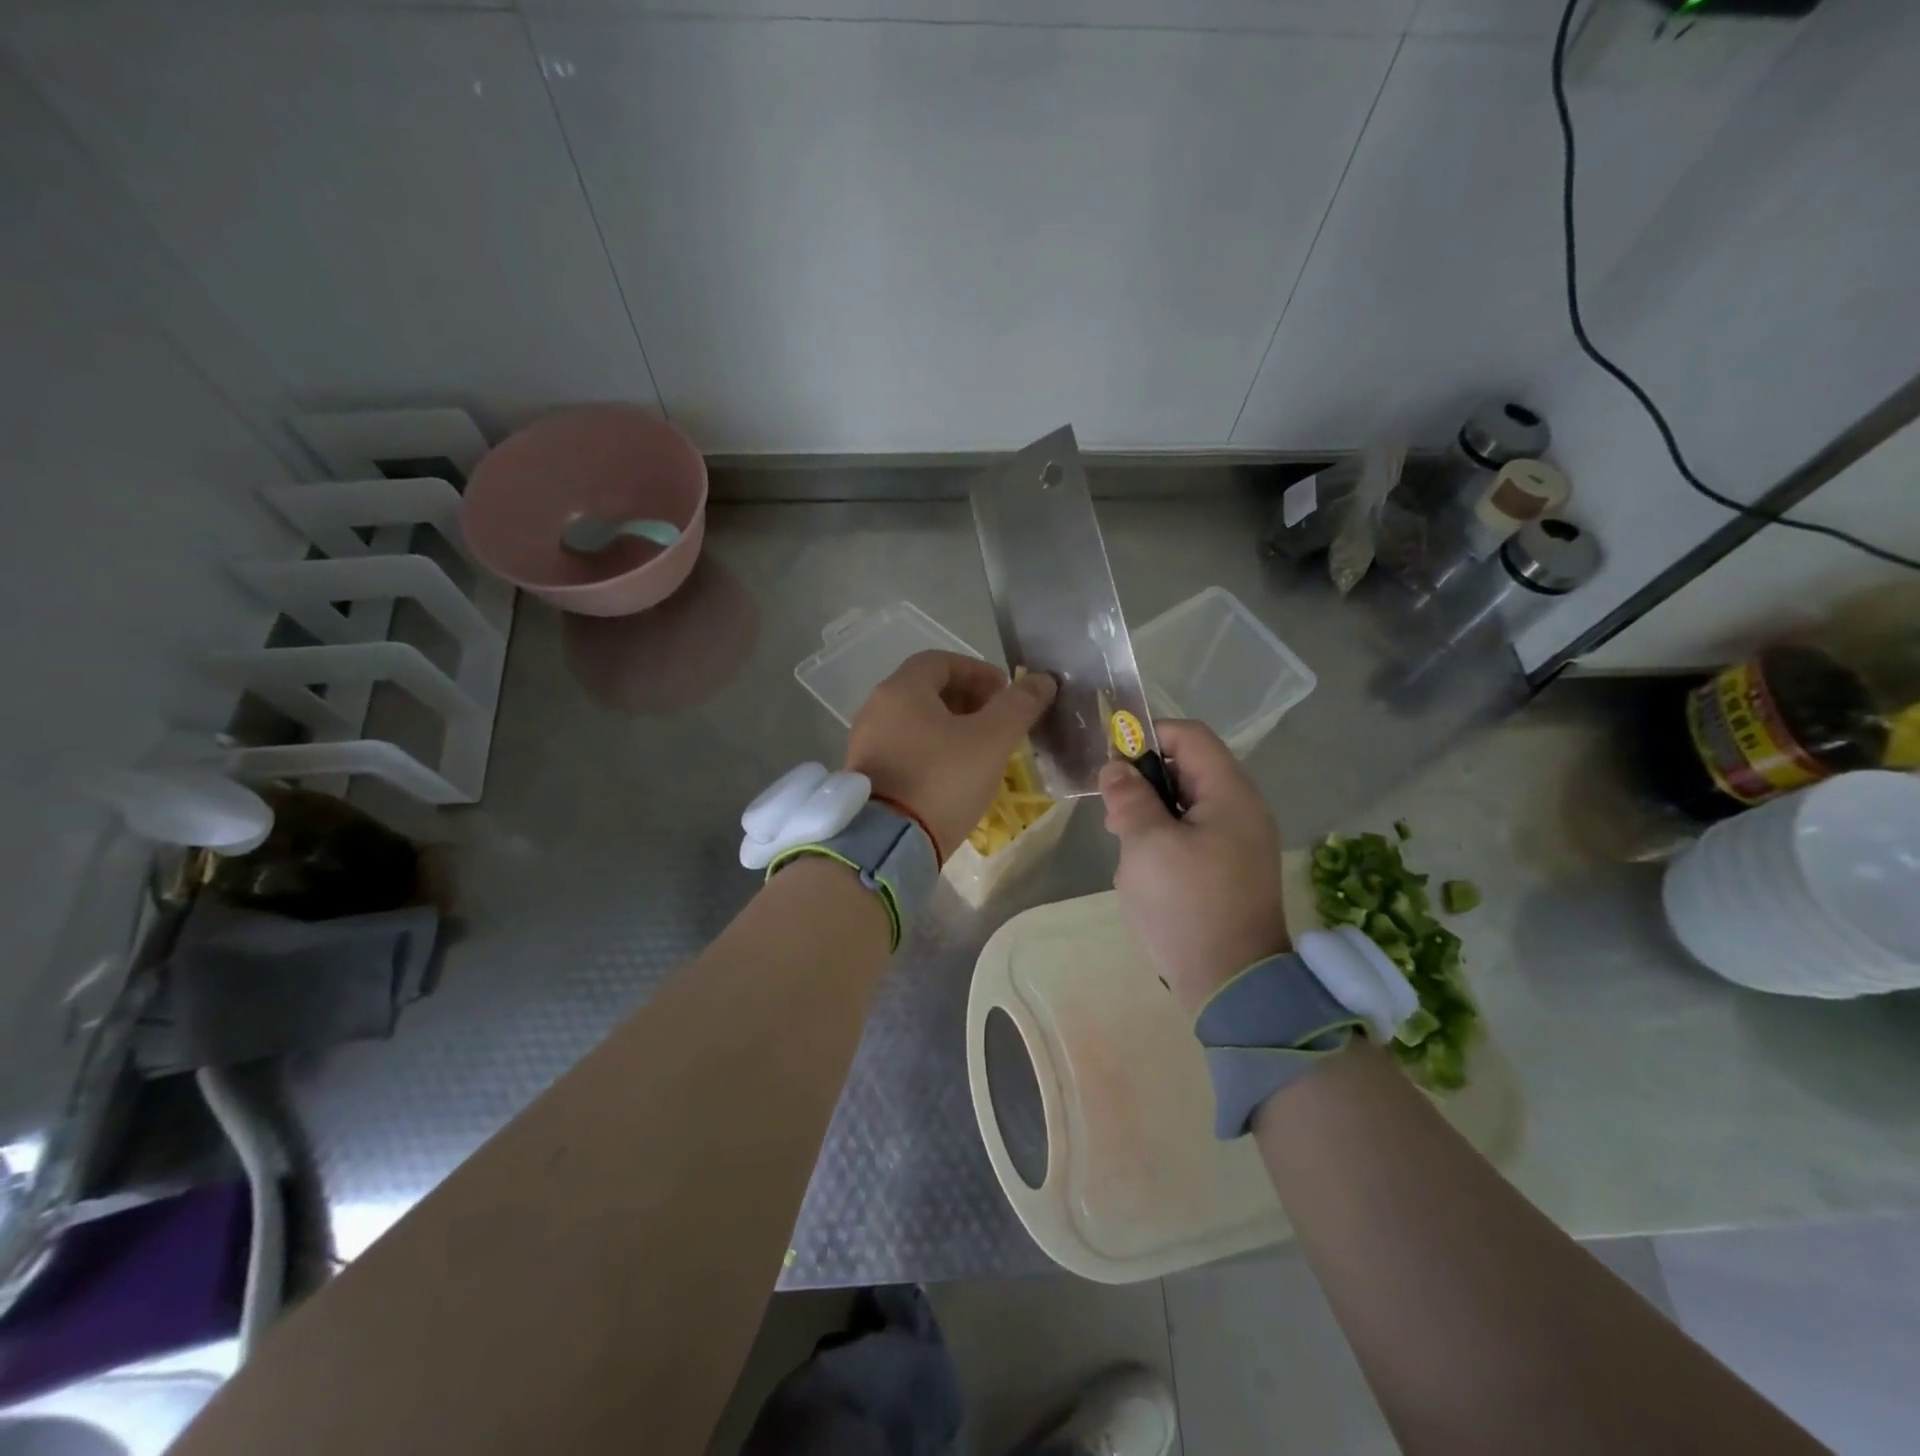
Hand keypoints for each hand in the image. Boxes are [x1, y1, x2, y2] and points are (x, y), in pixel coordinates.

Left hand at [847, 651, 1056, 859]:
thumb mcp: (991, 740)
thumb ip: (1019, 705)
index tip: (1005, 694)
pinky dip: (931, 750)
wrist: (888, 845)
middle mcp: (876, 709)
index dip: (978, 671)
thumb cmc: (942, 780)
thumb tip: (1042, 680)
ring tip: (980, 751)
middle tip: (997, 722)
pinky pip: (903, 749)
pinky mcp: (865, 775)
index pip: (941, 660)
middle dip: (967, 699)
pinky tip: (953, 776)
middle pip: (926, 690)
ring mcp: (866, 743)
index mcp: (901, 690)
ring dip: (950, 727)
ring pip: (915, 721)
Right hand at [1099, 720, 1289, 1015]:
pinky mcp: (1228, 871)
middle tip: (1113, 816)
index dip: (1147, 737)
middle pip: (1186, 770)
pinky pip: (1191, 838)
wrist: (1232, 984)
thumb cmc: (1186, 904)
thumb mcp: (1146, 844)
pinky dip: (1163, 843)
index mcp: (1230, 794)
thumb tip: (1116, 767)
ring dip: (1149, 817)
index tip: (1112, 763)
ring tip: (1125, 847)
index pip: (1190, 736)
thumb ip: (1129, 798)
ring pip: (1184, 806)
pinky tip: (1144, 873)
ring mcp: (1238, 843)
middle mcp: (1241, 810)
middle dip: (1143, 784)